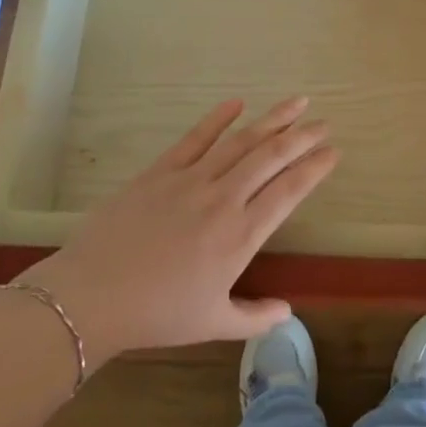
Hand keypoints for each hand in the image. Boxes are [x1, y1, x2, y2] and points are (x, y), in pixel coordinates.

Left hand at [20, 96, 335, 375]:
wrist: (92, 296)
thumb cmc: (156, 314)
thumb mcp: (212, 323)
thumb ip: (254, 317)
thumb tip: (287, 312)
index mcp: (241, 235)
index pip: (289, 191)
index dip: (315, 168)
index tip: (334, 152)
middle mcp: (224, 199)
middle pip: (272, 157)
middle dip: (302, 136)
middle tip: (324, 122)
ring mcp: (192, 179)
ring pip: (241, 141)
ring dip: (273, 119)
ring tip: (297, 102)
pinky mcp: (162, 170)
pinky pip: (196, 137)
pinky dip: (218, 118)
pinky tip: (238, 102)